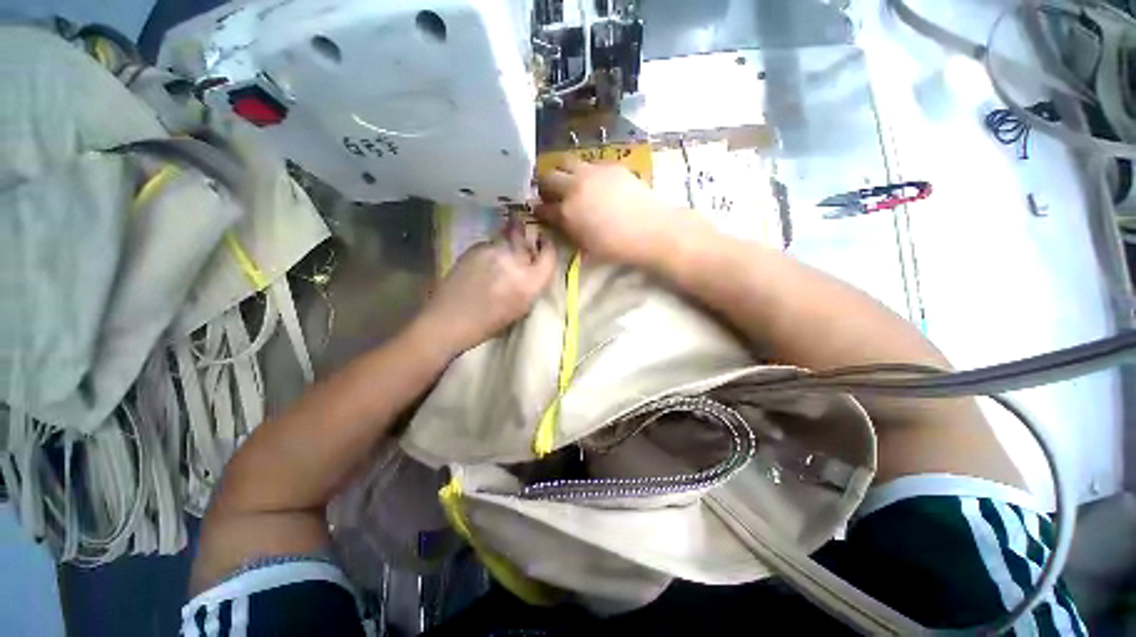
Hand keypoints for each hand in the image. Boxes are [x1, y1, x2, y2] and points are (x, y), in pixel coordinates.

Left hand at [414, 219, 556, 356]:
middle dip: (526, 244)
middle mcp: (515, 261)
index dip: (548, 247)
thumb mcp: (522, 308)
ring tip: (499, 260)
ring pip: (508, 239)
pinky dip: (492, 250)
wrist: (451, 319)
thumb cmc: (490, 323)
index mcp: (530, 282)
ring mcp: (494, 250)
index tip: (543, 245)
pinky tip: (484, 264)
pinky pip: (491, 243)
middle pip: (528, 241)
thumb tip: (535, 266)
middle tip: (520, 252)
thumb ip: (533, 284)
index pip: (549, 254)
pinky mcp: (476, 246)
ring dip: (509, 245)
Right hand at [534, 157, 680, 266]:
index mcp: (567, 212)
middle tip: (551, 193)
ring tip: (570, 181)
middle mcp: (574, 187)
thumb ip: (568, 230)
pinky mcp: (610, 165)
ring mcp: (592, 172)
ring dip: (563, 171)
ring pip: (566, 161)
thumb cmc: (616, 246)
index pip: (542, 207)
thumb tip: (560, 221)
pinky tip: (595, 181)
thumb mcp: (586, 245)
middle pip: (548, 177)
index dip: (539, 210)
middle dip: (545, 185)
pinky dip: (586, 171)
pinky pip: (590, 163)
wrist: (650, 229)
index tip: (540, 211)